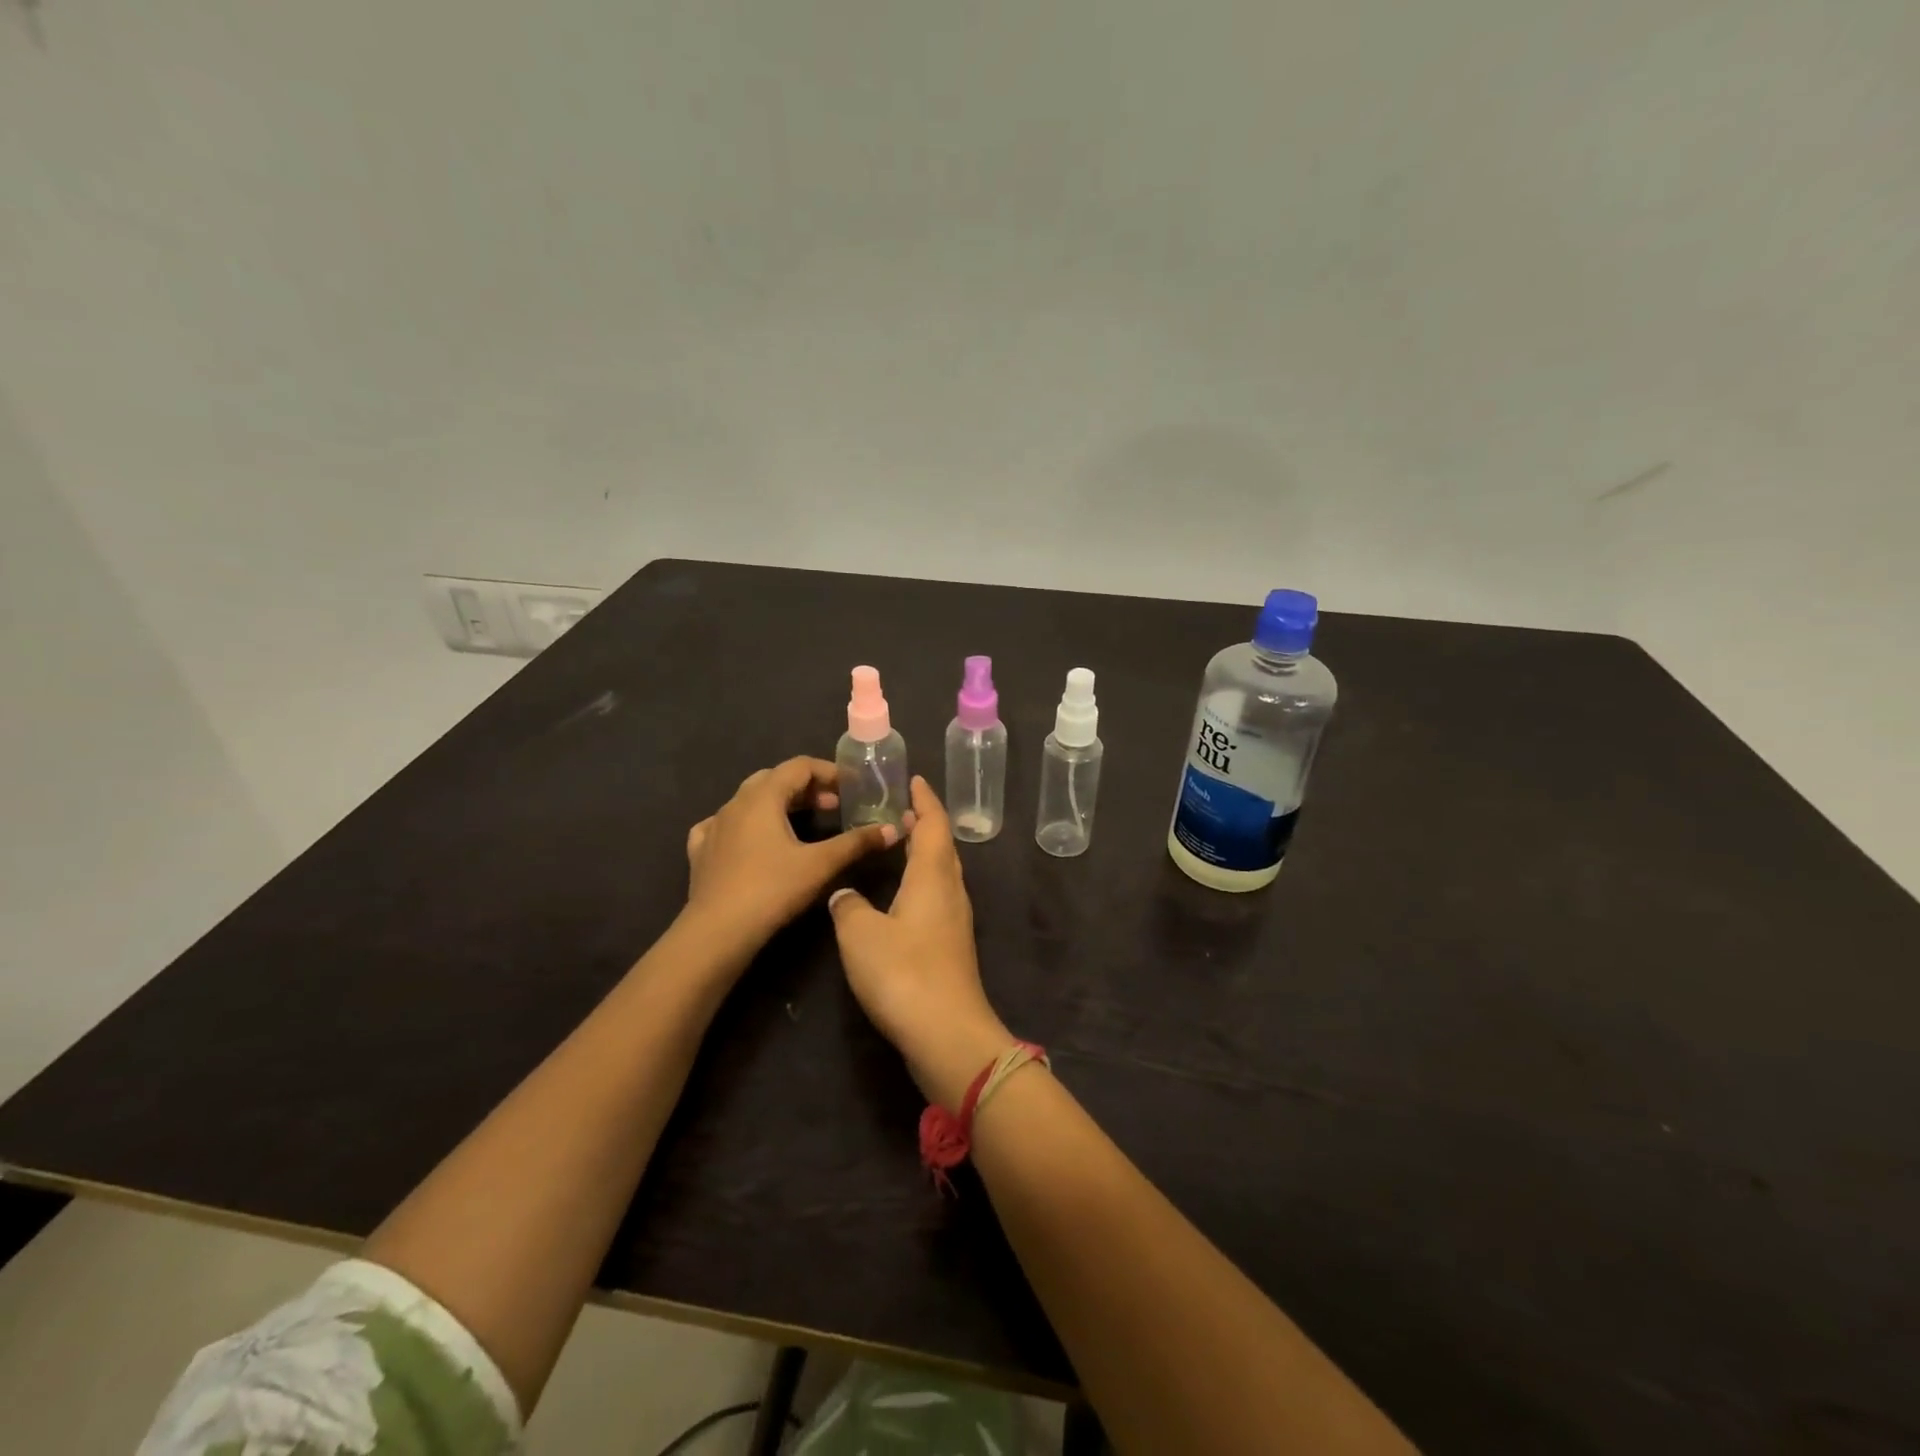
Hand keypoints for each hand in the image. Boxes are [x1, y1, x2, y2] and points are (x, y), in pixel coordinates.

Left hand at [685, 757, 897, 960]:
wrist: (717, 932)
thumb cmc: (772, 890)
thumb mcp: (820, 864)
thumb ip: (856, 843)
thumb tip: (892, 829)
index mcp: (763, 797)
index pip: (799, 766)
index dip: (829, 772)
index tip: (851, 788)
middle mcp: (735, 803)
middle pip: (774, 779)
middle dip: (806, 788)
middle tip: (832, 806)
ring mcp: (714, 826)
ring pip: (749, 800)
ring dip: (778, 804)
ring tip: (801, 823)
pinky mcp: (701, 850)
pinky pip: (724, 825)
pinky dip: (745, 825)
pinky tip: (752, 840)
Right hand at [828, 777, 1012, 1106]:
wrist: (946, 1034)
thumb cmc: (903, 972)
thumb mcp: (860, 934)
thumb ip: (848, 906)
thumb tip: (844, 893)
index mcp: (933, 876)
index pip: (933, 824)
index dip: (924, 800)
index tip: (912, 780)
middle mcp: (951, 892)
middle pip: (942, 846)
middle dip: (924, 823)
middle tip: (898, 808)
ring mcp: (955, 922)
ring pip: (941, 873)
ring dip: (924, 852)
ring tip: (898, 843)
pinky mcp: (951, 948)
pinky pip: (937, 897)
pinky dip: (922, 881)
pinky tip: (901, 895)